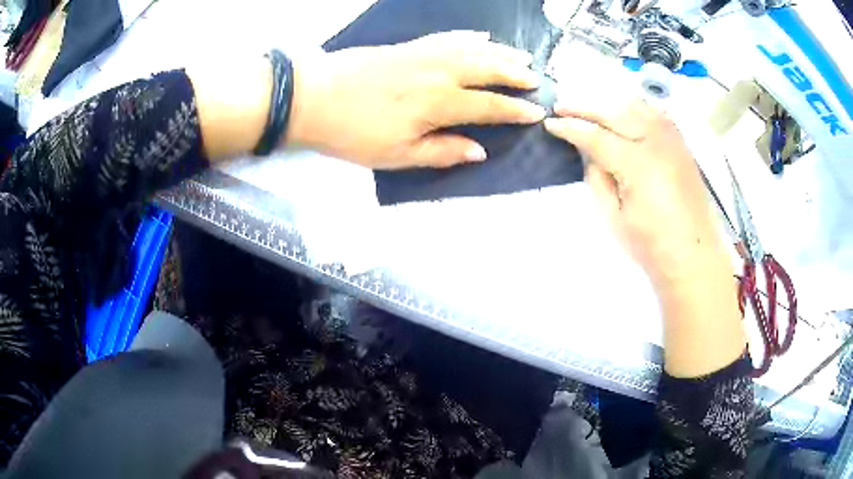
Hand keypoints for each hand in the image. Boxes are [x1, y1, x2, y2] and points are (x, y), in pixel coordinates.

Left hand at [287, 31, 546, 168]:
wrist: (312, 97)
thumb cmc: (353, 133)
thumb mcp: (397, 155)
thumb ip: (442, 152)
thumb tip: (479, 151)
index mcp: (439, 102)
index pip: (490, 105)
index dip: (515, 110)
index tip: (537, 112)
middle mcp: (439, 72)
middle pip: (488, 69)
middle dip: (516, 74)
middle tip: (537, 79)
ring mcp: (423, 54)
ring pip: (472, 49)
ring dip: (500, 52)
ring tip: (521, 55)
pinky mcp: (408, 46)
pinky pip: (446, 37)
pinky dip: (467, 36)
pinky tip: (480, 35)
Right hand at [544, 97, 726, 285]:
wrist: (693, 256)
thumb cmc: (651, 245)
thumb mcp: (614, 218)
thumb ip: (598, 179)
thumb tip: (588, 152)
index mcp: (636, 164)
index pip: (596, 136)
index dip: (570, 128)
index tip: (550, 123)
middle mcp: (655, 142)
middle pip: (614, 112)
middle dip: (584, 107)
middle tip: (561, 107)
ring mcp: (672, 140)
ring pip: (636, 106)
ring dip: (609, 104)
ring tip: (592, 110)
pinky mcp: (682, 145)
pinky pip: (656, 113)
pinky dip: (636, 109)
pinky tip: (626, 114)